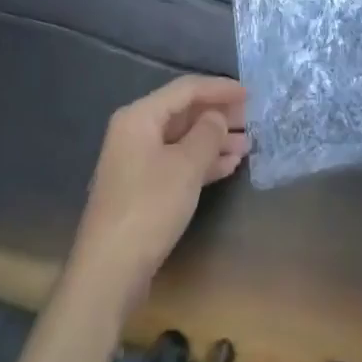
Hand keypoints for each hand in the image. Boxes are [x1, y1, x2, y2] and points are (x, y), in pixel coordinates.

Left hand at [71, 75, 248, 314]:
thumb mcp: (186, 166)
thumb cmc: (149, 208)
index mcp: (140, 117)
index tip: (250, 94)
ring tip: (247, 145)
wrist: (109, 272)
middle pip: (184, 113)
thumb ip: (208, 133)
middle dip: (218, 115)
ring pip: (183, 139)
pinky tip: (228, 166)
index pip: (186, 89)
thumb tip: (217, 118)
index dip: (220, 89)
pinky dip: (202, 161)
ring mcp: (137, 162)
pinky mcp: (142, 189)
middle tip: (252, 119)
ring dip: (214, 140)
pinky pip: (177, 162)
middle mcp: (135, 132)